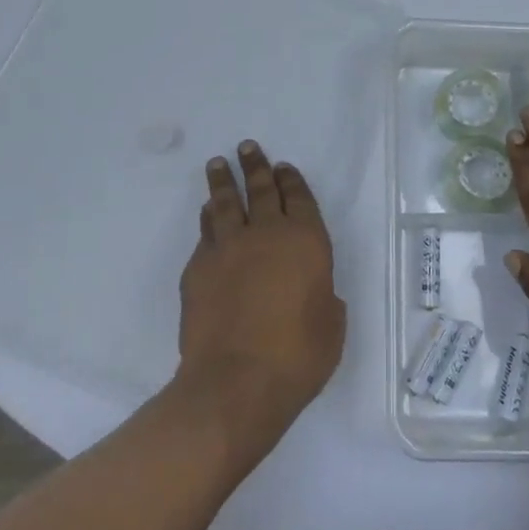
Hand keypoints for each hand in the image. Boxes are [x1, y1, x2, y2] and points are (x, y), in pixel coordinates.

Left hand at [175, 141, 345, 450]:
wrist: (236, 382)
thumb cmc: (297, 357)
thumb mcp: (330, 326)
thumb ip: (322, 297)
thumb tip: (312, 290)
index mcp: (305, 241)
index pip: (298, 197)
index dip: (290, 180)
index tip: (282, 166)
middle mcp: (266, 234)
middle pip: (260, 189)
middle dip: (255, 166)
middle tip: (246, 147)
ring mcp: (228, 247)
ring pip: (225, 203)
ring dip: (223, 181)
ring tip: (218, 164)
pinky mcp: (198, 268)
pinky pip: (205, 233)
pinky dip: (208, 219)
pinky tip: (207, 215)